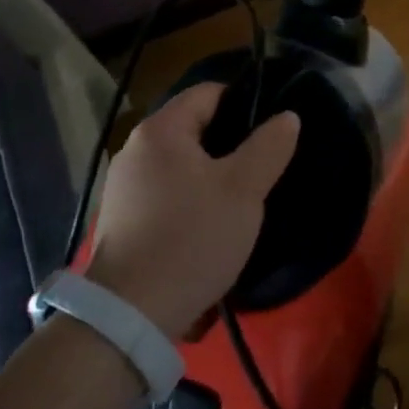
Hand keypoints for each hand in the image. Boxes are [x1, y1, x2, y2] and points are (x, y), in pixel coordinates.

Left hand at [85, 83, 299, 335]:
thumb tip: (286, 116)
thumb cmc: (192, 239)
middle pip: (194, 127)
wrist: (131, 316)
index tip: (273, 129)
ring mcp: (123, 186)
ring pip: (182, 163)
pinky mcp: (122, 219)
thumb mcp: (244, 189)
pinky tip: (211, 223)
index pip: (209, 93)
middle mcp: (135, 149)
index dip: (245, 103)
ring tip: (244, 196)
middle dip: (232, 142)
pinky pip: (167, 191)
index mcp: (161, 131)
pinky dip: (192, 197)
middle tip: (265, 166)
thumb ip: (269, 146)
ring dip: (213, 173)